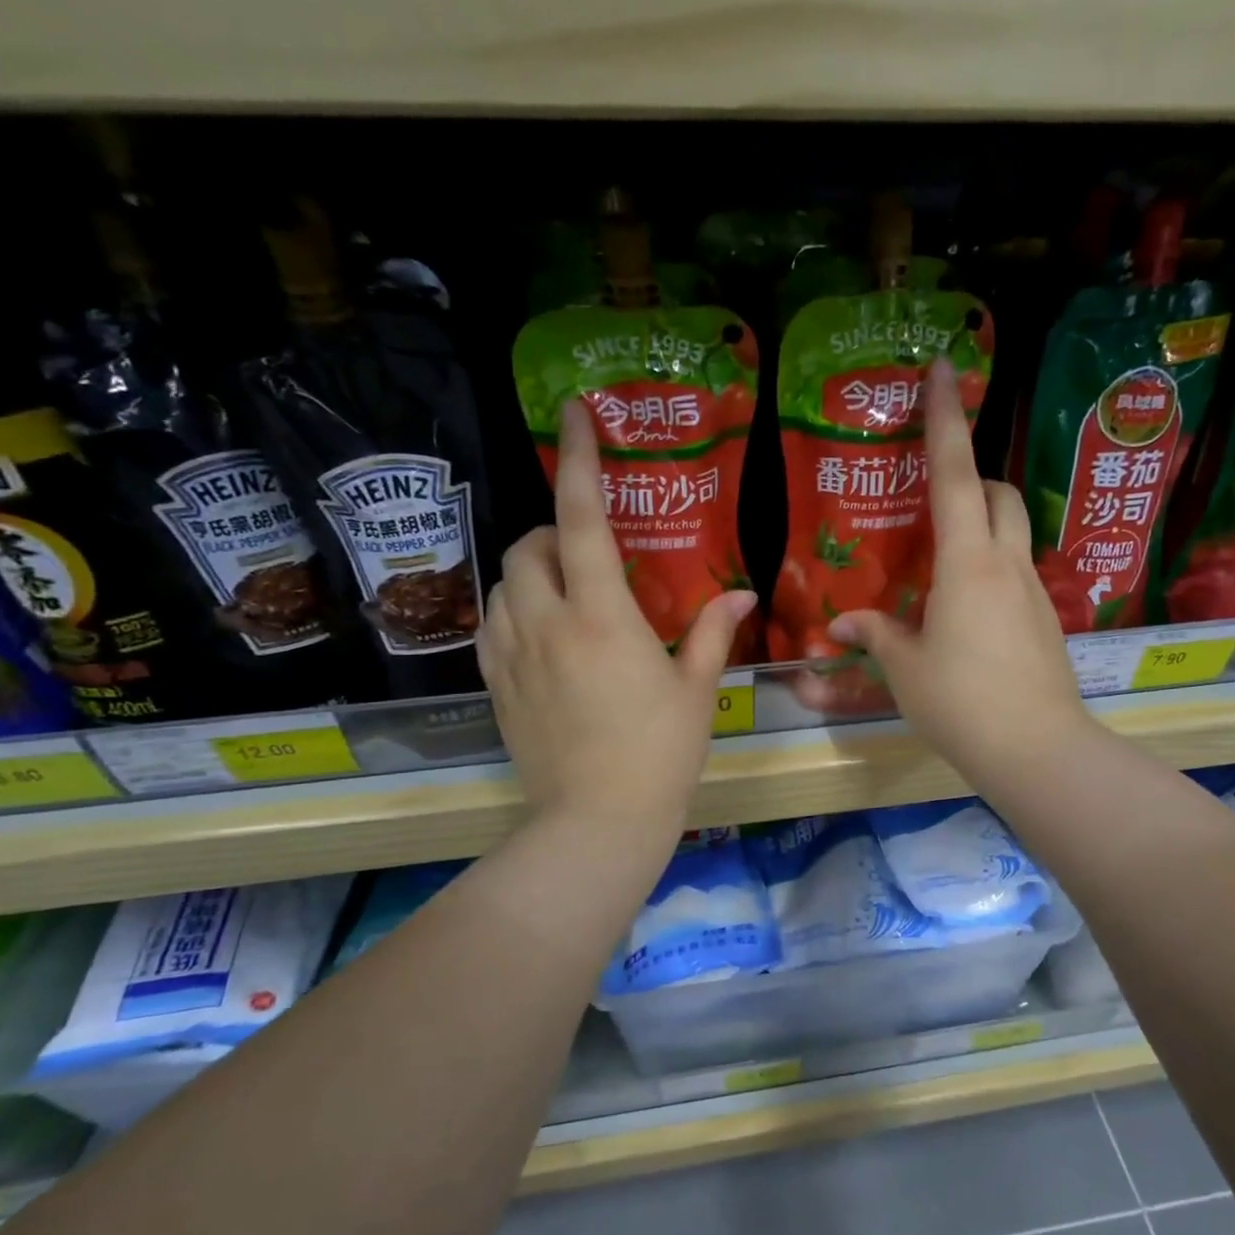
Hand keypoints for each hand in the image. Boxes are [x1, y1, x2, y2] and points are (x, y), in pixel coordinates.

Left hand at [481, 400, 755, 842]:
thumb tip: (743, 596)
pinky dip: (513, 611)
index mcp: (601, 615)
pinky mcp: (496, 686)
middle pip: (527, 545)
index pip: (582, 518)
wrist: (597, 822)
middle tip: (589, 555)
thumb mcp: (696, 690)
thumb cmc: (660, 754)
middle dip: (552, 533)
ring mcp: (512, 655)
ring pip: (503, 584)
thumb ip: (713, 632)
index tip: (574, 413)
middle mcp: (546, 622)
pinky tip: (540, 634)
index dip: (579, 459)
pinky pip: (491, 625)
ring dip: (531, 573)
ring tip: (566, 596)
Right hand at [829, 359, 1092, 789]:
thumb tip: (843, 623)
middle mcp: (1006, 564)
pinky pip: (1016, 573)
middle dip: (972, 476)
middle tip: (934, 497)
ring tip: (942, 560)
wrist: (1037, 750)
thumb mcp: (906, 669)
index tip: (944, 369)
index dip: (945, 418)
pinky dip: (991, 569)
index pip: (955, 472)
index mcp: (967, 562)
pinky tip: (965, 611)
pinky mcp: (1045, 622)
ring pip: (1012, 532)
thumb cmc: (962, 701)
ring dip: (983, 524)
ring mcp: (1033, 592)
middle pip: (999, 492)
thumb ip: (876, 636)